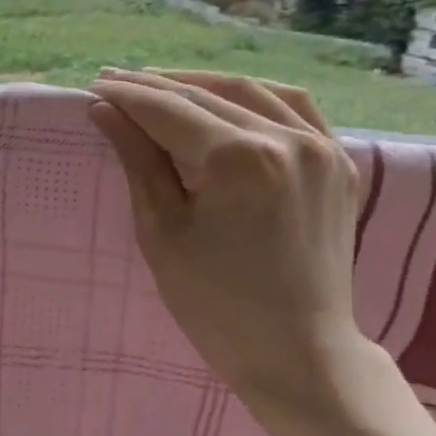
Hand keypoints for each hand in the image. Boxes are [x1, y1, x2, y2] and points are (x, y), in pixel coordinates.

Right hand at [87, 68, 368, 426]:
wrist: (299, 354)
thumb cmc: (217, 306)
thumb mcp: (163, 233)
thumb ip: (139, 162)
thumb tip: (106, 111)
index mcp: (241, 160)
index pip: (170, 111)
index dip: (128, 96)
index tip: (95, 85)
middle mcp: (288, 139)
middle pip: (208, 95)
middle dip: (157, 86)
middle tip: (115, 81)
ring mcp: (323, 148)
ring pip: (253, 91)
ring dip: (203, 84)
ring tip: (163, 87)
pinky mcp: (340, 164)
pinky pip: (296, 108)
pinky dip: (255, 96)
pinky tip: (228, 100)